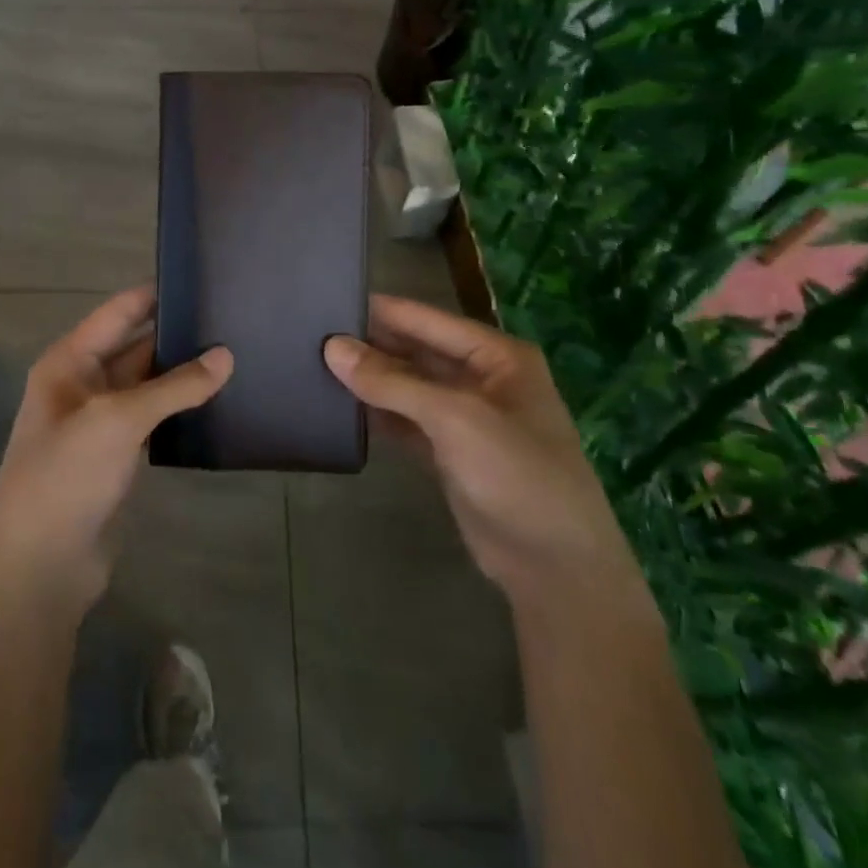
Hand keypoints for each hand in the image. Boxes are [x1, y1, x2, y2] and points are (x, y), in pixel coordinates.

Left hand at [0, 286, 232, 622]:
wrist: (38, 567)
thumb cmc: (67, 476)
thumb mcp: (118, 420)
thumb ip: (174, 386)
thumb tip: (226, 355)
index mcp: (69, 362)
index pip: (118, 313)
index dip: (155, 295)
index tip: (201, 278)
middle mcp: (81, 384)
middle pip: (134, 346)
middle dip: (175, 335)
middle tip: (231, 320)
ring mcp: (98, 422)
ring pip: (146, 385)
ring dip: (180, 374)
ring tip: (234, 355)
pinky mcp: (114, 457)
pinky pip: (151, 419)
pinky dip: (178, 410)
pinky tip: (215, 403)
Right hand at [325, 296, 650, 620]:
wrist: (556, 568)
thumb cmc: (516, 474)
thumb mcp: (455, 418)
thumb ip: (392, 381)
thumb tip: (332, 347)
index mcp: (496, 355)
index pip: (427, 319)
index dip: (380, 310)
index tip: (326, 298)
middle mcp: (482, 378)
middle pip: (416, 350)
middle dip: (371, 344)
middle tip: (311, 335)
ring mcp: (466, 417)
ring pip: (409, 386)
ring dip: (371, 380)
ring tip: (316, 364)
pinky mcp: (451, 452)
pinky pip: (408, 420)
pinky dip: (379, 413)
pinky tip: (342, 406)